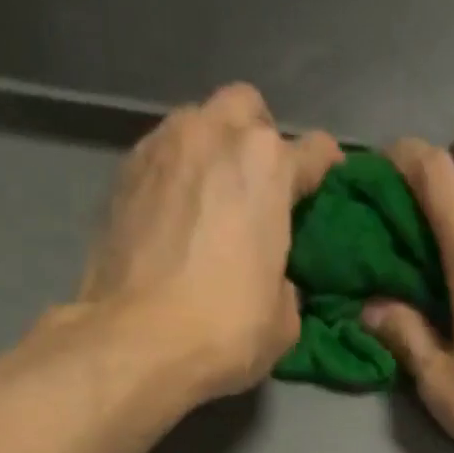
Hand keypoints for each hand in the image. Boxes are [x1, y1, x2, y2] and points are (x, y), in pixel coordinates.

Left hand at [76, 84, 340, 401]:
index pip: (314, 152)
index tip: (328, 192)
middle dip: (261, 140)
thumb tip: (278, 280)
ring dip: (214, 152)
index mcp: (267, 167)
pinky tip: (181, 217)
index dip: (327, 173)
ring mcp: (164, 146)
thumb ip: (288, 285)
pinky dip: (179, 175)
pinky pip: (164, 154)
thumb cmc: (224, 331)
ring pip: (199, 122)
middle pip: (248, 110)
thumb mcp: (283, 323)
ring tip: (217, 201)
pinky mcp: (125, 171)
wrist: (136, 341)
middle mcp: (215, 135)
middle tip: (264, 191)